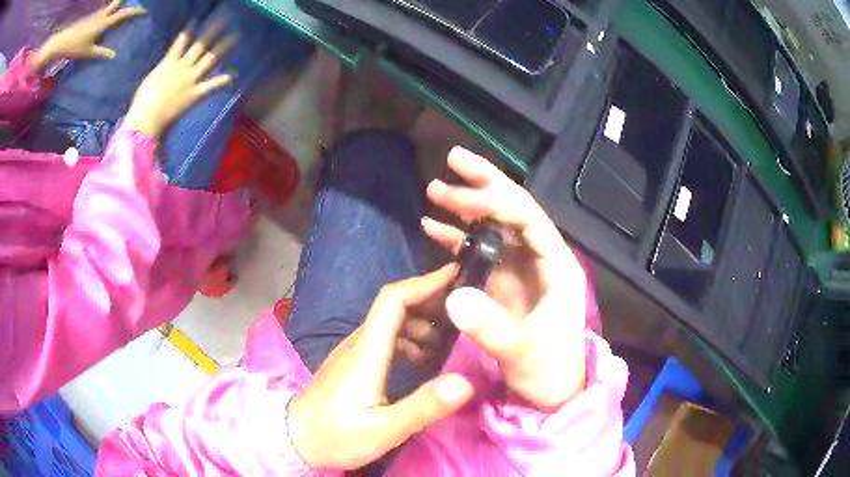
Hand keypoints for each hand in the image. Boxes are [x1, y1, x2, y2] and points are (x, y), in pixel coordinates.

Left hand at [33, 0, 146, 71]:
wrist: (62, 42)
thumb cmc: (74, 47)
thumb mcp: (87, 53)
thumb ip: (101, 53)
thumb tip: (114, 55)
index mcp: (103, 23)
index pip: (123, 14)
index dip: (134, 11)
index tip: (144, 10)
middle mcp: (101, 16)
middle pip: (116, 3)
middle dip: (123, 3)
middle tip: (128, 9)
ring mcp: (95, 16)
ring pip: (108, 8)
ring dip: (113, 10)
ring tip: (115, 18)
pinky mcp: (89, 19)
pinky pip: (100, 15)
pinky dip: (104, 17)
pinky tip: (101, 25)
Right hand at [122, 26, 235, 137]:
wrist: (147, 118)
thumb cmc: (143, 101)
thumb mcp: (150, 80)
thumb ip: (162, 71)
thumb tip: (165, 67)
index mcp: (169, 62)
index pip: (181, 40)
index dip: (189, 29)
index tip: (196, 19)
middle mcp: (183, 67)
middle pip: (200, 45)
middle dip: (213, 31)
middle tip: (225, 19)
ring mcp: (191, 79)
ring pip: (210, 58)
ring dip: (224, 47)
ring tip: (235, 36)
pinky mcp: (195, 93)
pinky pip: (212, 85)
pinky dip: (223, 80)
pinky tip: (234, 74)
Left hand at [287, 265, 472, 469]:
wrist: (295, 439)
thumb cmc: (336, 436)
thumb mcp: (384, 429)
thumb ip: (423, 406)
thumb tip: (465, 382)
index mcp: (366, 350)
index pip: (394, 300)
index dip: (425, 283)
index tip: (456, 277)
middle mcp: (359, 342)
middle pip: (394, 305)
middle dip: (430, 299)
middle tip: (465, 309)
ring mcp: (353, 351)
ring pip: (389, 321)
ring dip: (421, 321)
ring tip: (450, 339)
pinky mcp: (352, 362)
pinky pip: (384, 338)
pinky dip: (408, 338)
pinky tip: (422, 359)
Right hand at [421, 147, 588, 410]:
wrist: (550, 393)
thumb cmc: (547, 371)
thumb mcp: (522, 352)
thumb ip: (490, 327)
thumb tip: (453, 296)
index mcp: (557, 267)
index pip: (529, 218)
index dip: (496, 201)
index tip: (460, 195)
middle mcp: (541, 259)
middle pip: (514, 210)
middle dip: (484, 184)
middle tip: (453, 160)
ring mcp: (521, 270)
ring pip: (495, 226)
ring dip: (466, 207)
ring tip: (435, 190)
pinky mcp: (503, 283)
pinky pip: (480, 251)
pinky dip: (458, 238)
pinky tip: (434, 227)